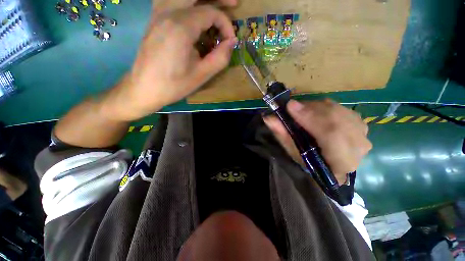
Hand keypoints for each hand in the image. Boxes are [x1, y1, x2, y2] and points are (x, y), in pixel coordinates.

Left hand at [104, 2, 236, 120]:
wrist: (144, 88)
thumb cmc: (174, 85)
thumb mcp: (201, 75)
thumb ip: (220, 58)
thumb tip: (231, 43)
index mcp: (181, 27)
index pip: (210, 12)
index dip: (226, 25)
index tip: (230, 42)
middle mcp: (167, 12)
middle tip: (233, 3)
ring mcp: (158, 13)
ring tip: (215, 6)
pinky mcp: (154, 19)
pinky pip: (171, 0)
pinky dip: (185, 2)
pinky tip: (191, 10)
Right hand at [263, 99, 371, 184]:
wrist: (332, 165)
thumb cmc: (310, 162)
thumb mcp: (293, 152)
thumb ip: (282, 135)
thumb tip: (268, 118)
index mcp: (341, 162)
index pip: (330, 134)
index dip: (310, 118)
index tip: (290, 106)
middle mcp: (358, 147)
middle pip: (335, 118)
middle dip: (310, 109)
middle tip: (291, 106)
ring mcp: (363, 133)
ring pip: (338, 110)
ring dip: (315, 107)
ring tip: (301, 111)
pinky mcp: (361, 123)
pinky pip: (341, 108)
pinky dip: (324, 107)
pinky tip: (314, 113)